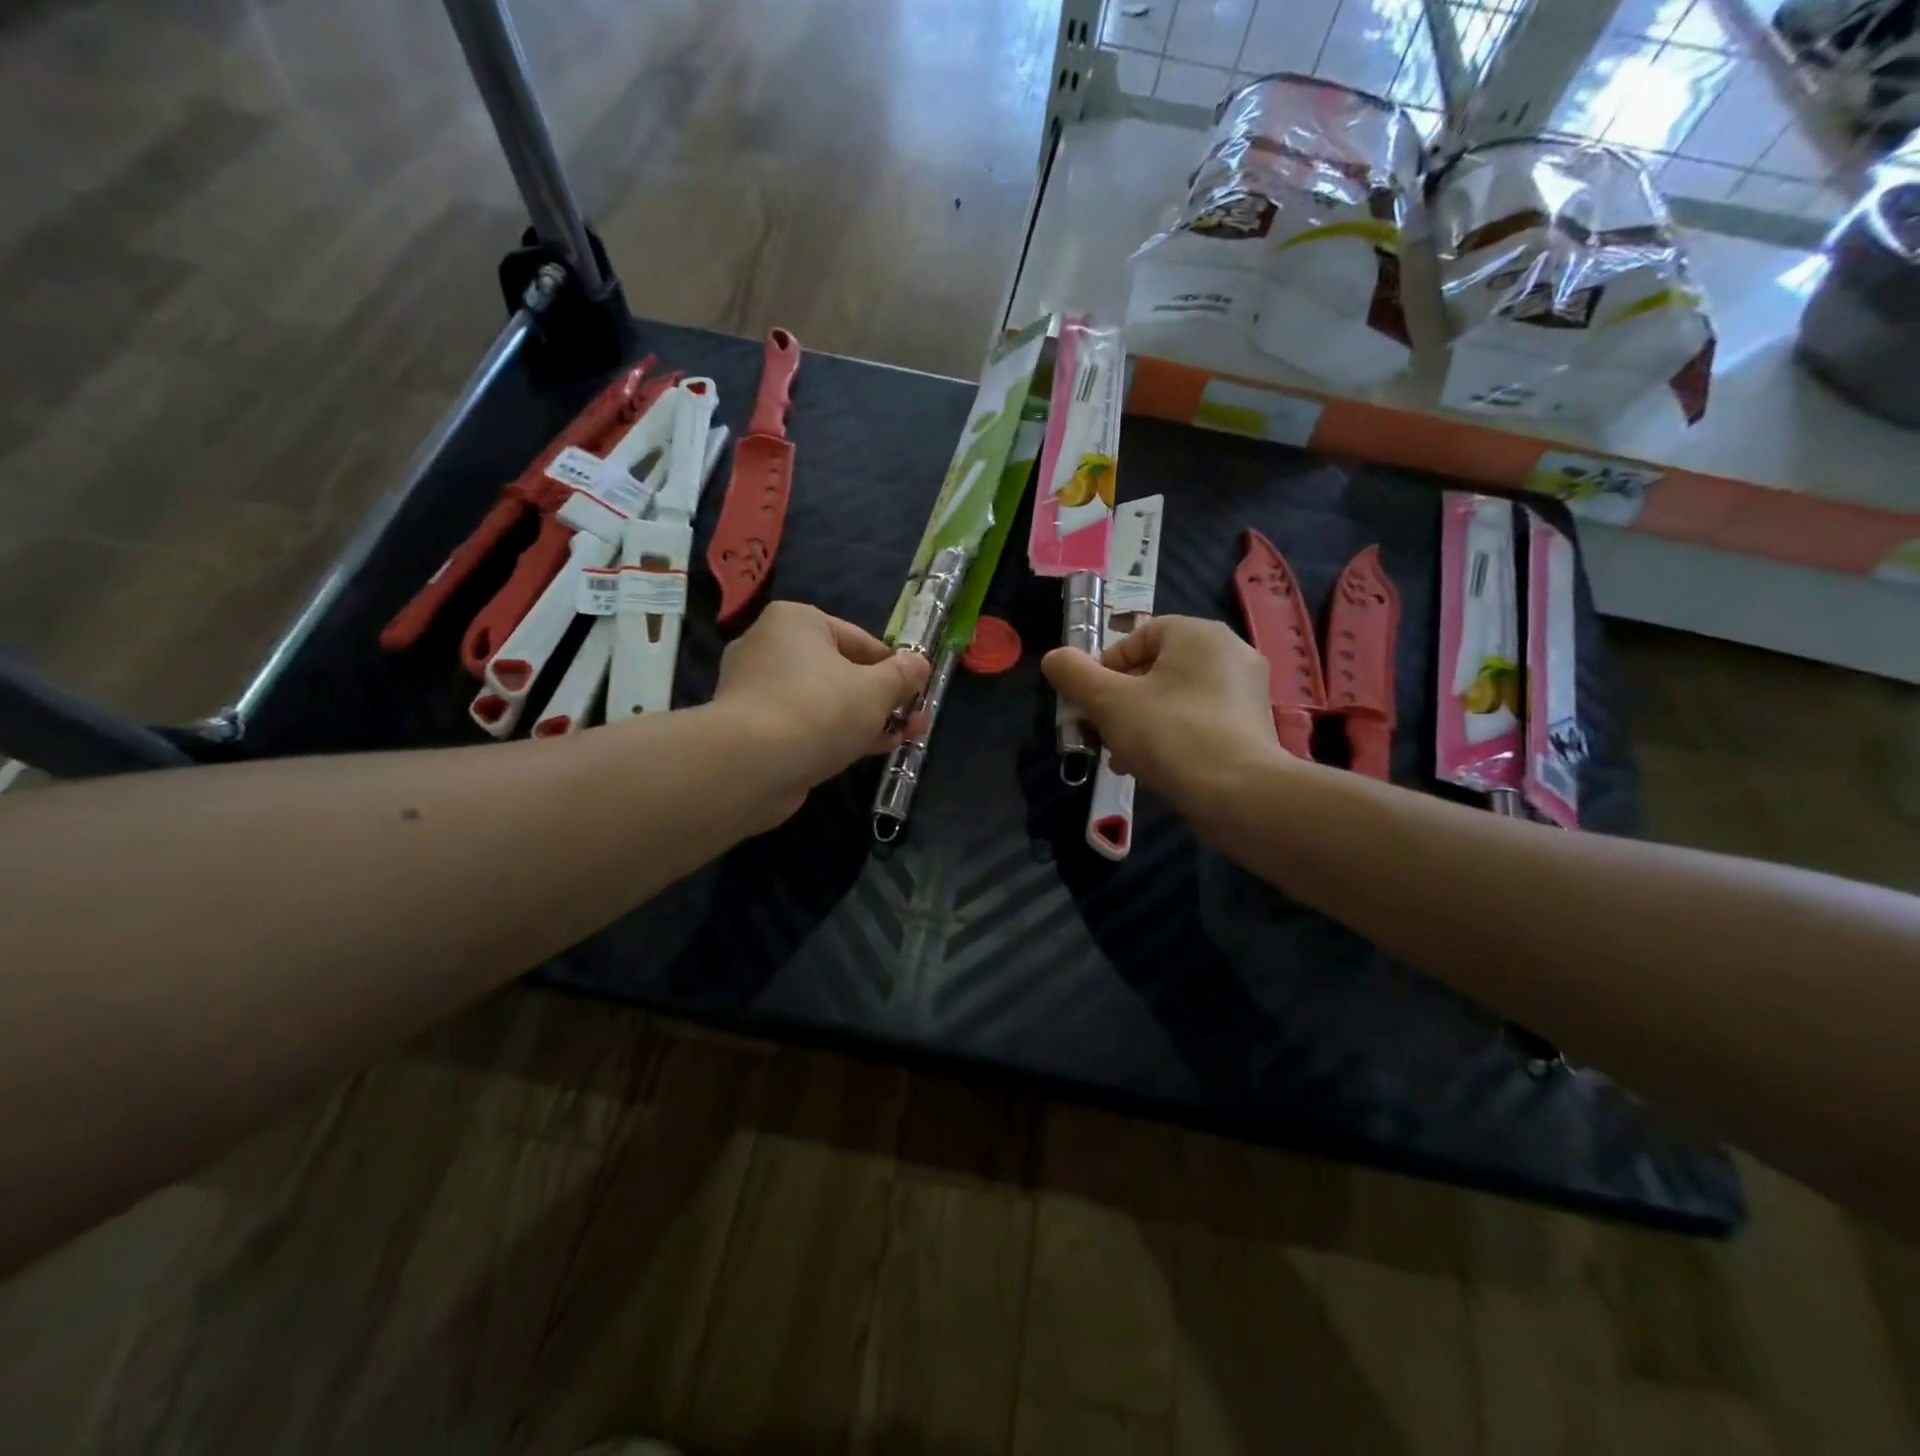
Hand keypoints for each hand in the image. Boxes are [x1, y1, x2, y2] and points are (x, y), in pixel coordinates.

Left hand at [711, 601, 930, 812]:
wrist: (752, 765)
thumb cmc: (820, 709)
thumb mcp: (876, 690)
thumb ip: (903, 675)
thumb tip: (920, 664)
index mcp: (796, 622)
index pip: (860, 640)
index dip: (895, 669)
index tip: (918, 694)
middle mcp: (769, 646)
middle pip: (841, 671)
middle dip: (882, 698)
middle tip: (914, 720)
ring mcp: (756, 688)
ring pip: (824, 700)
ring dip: (863, 719)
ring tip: (900, 739)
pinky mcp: (751, 727)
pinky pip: (804, 724)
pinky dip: (833, 734)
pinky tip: (864, 751)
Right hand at [1042, 615, 1282, 823]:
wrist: (1239, 794)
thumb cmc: (1170, 734)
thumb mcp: (1109, 702)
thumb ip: (1075, 675)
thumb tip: (1054, 658)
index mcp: (1198, 634)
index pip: (1139, 635)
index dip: (1106, 666)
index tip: (1091, 701)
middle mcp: (1229, 652)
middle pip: (1156, 668)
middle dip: (1121, 700)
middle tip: (1102, 731)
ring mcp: (1246, 690)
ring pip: (1176, 697)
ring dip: (1142, 721)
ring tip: (1122, 755)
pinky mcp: (1252, 726)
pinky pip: (1199, 720)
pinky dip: (1173, 736)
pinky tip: (1154, 767)